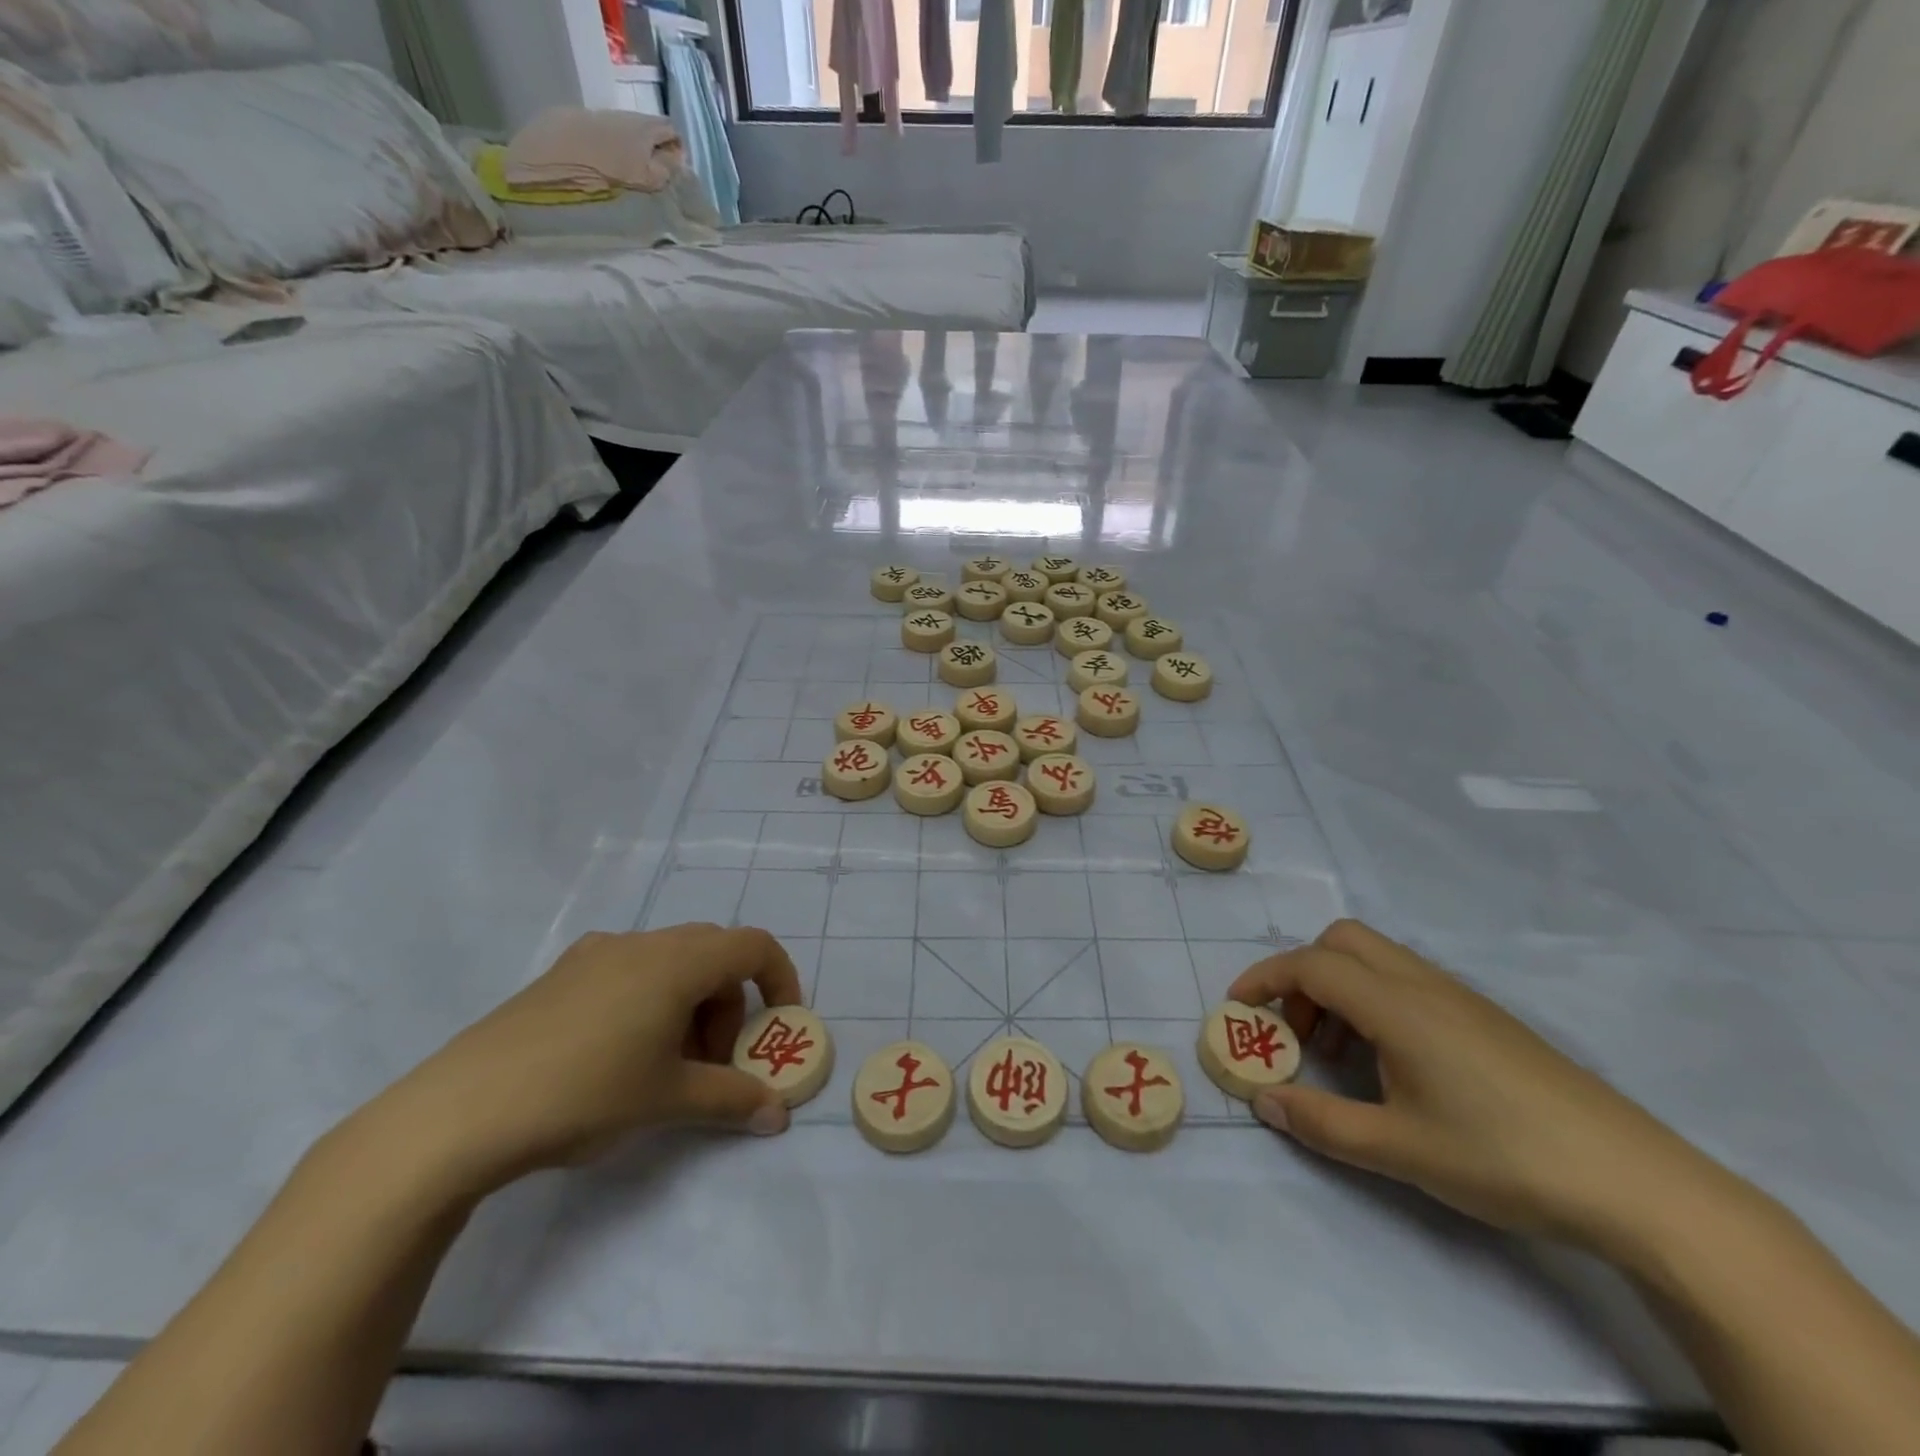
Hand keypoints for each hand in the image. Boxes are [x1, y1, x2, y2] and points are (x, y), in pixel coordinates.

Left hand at [374, 925, 803, 1196]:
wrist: (460, 1112)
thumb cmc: (585, 1093)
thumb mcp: (669, 1100)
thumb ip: (733, 1100)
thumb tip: (778, 1114)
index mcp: (678, 961)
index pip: (754, 946)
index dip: (780, 980)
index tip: (778, 1028)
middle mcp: (643, 943)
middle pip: (714, 955)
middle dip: (730, 1005)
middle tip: (713, 1063)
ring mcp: (597, 953)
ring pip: (671, 963)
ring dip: (690, 1006)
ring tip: (665, 1067)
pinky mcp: (562, 974)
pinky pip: (630, 971)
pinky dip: (651, 1001)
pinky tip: (617, 1055)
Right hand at [1231, 920, 1713, 1251]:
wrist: (1636, 1183)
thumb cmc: (1504, 1157)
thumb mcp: (1399, 1148)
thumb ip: (1321, 1123)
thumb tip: (1263, 1101)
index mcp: (1397, 1005)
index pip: (1310, 965)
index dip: (1265, 978)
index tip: (1237, 1008)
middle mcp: (1423, 985)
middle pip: (1342, 941)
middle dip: (1302, 974)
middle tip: (1295, 1031)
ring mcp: (1460, 999)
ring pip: (1376, 960)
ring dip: (1338, 989)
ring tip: (1339, 1057)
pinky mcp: (1485, 1020)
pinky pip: (1407, 984)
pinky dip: (1374, 1003)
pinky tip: (1392, 1066)